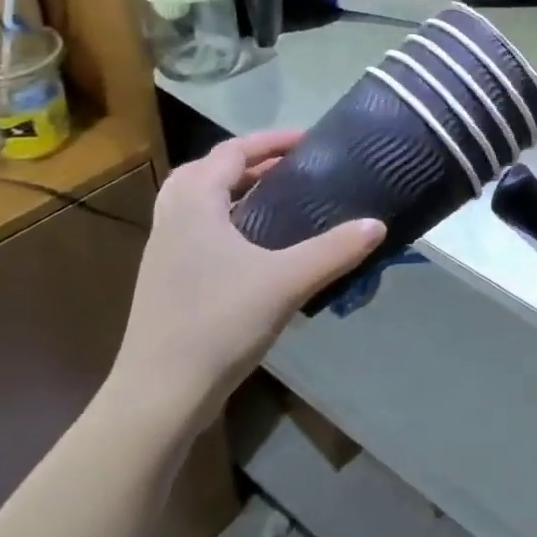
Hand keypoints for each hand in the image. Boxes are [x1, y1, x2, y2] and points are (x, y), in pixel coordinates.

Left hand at [107, 133, 385, 432]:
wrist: (159, 395)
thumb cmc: (219, 324)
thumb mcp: (287, 282)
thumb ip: (334, 251)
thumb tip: (378, 225)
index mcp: (194, 204)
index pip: (231, 152)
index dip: (270, 141)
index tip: (308, 141)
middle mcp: (173, 218)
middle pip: (207, 171)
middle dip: (249, 162)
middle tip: (290, 169)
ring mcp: (163, 251)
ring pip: (197, 201)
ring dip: (234, 191)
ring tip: (275, 200)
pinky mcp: (166, 280)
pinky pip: (196, 229)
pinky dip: (225, 220)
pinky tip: (255, 247)